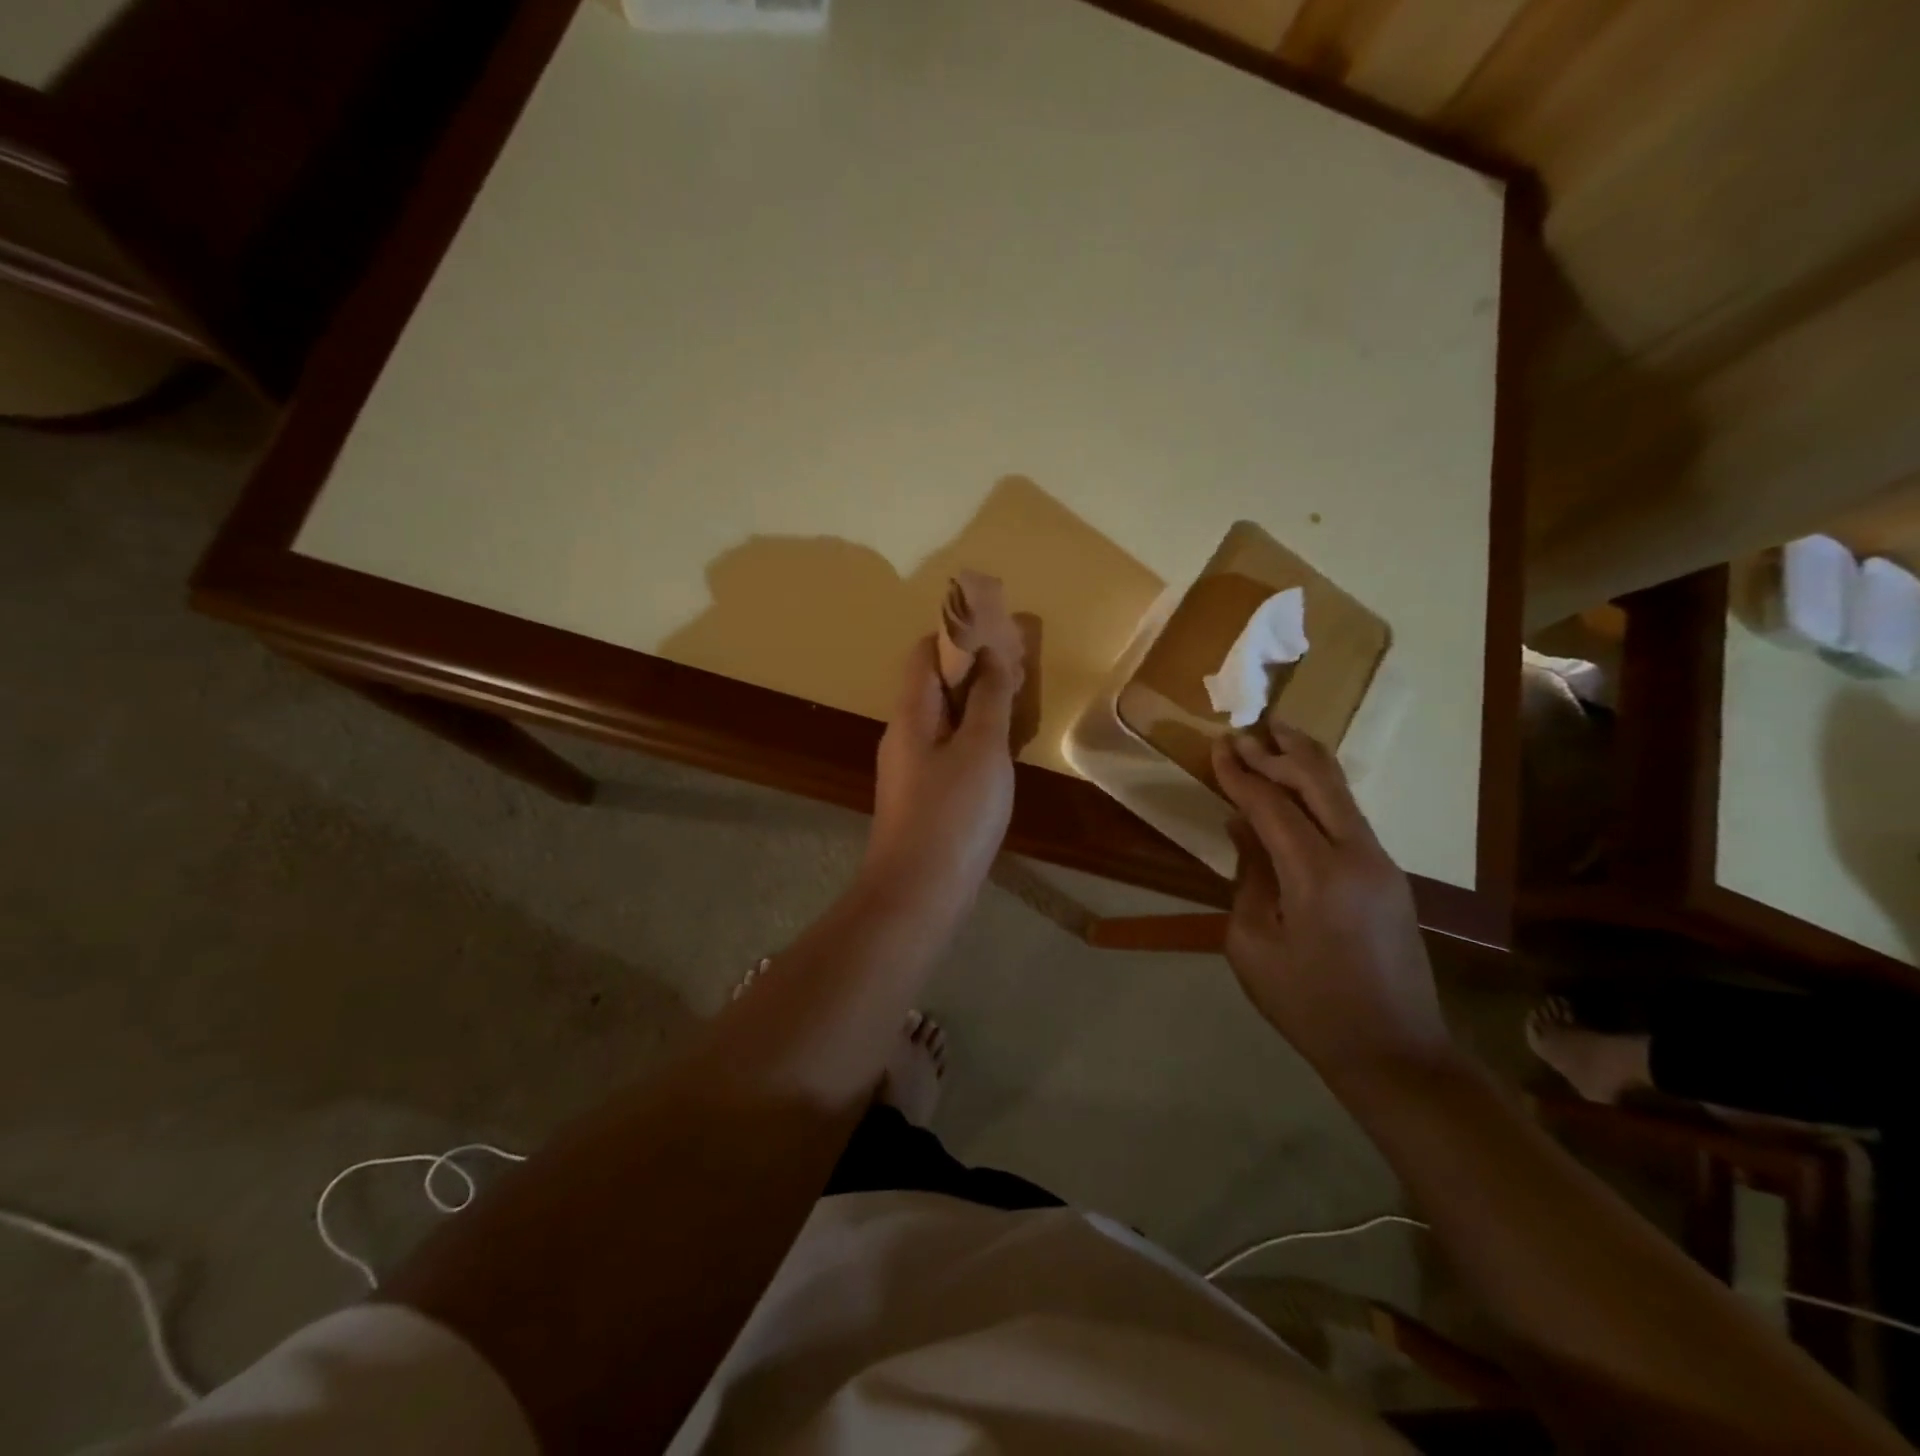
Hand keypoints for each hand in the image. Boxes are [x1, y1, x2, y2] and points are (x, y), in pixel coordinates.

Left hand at [862, 635, 1018, 914]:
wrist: (919, 893)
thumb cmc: (953, 814)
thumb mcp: (981, 748)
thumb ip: (988, 698)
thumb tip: (991, 652)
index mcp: (910, 714)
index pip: (923, 653)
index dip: (957, 635)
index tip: (998, 632)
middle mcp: (903, 734)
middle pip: (933, 685)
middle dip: (973, 669)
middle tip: (1018, 669)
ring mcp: (911, 768)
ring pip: (944, 719)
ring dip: (977, 705)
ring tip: (1017, 703)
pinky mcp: (923, 796)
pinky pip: (948, 750)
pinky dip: (974, 738)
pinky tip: (1002, 751)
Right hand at [1211, 725, 1452, 1092]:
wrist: (1393, 1051)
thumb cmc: (1308, 1005)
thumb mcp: (1253, 945)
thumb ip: (1248, 877)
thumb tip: (1242, 829)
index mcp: (1318, 876)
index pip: (1272, 806)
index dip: (1241, 775)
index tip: (1218, 747)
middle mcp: (1358, 856)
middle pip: (1319, 783)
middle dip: (1280, 752)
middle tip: (1249, 729)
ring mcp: (1382, 864)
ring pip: (1342, 794)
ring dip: (1307, 763)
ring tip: (1280, 734)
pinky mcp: (1390, 876)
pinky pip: (1350, 817)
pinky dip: (1322, 792)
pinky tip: (1303, 785)